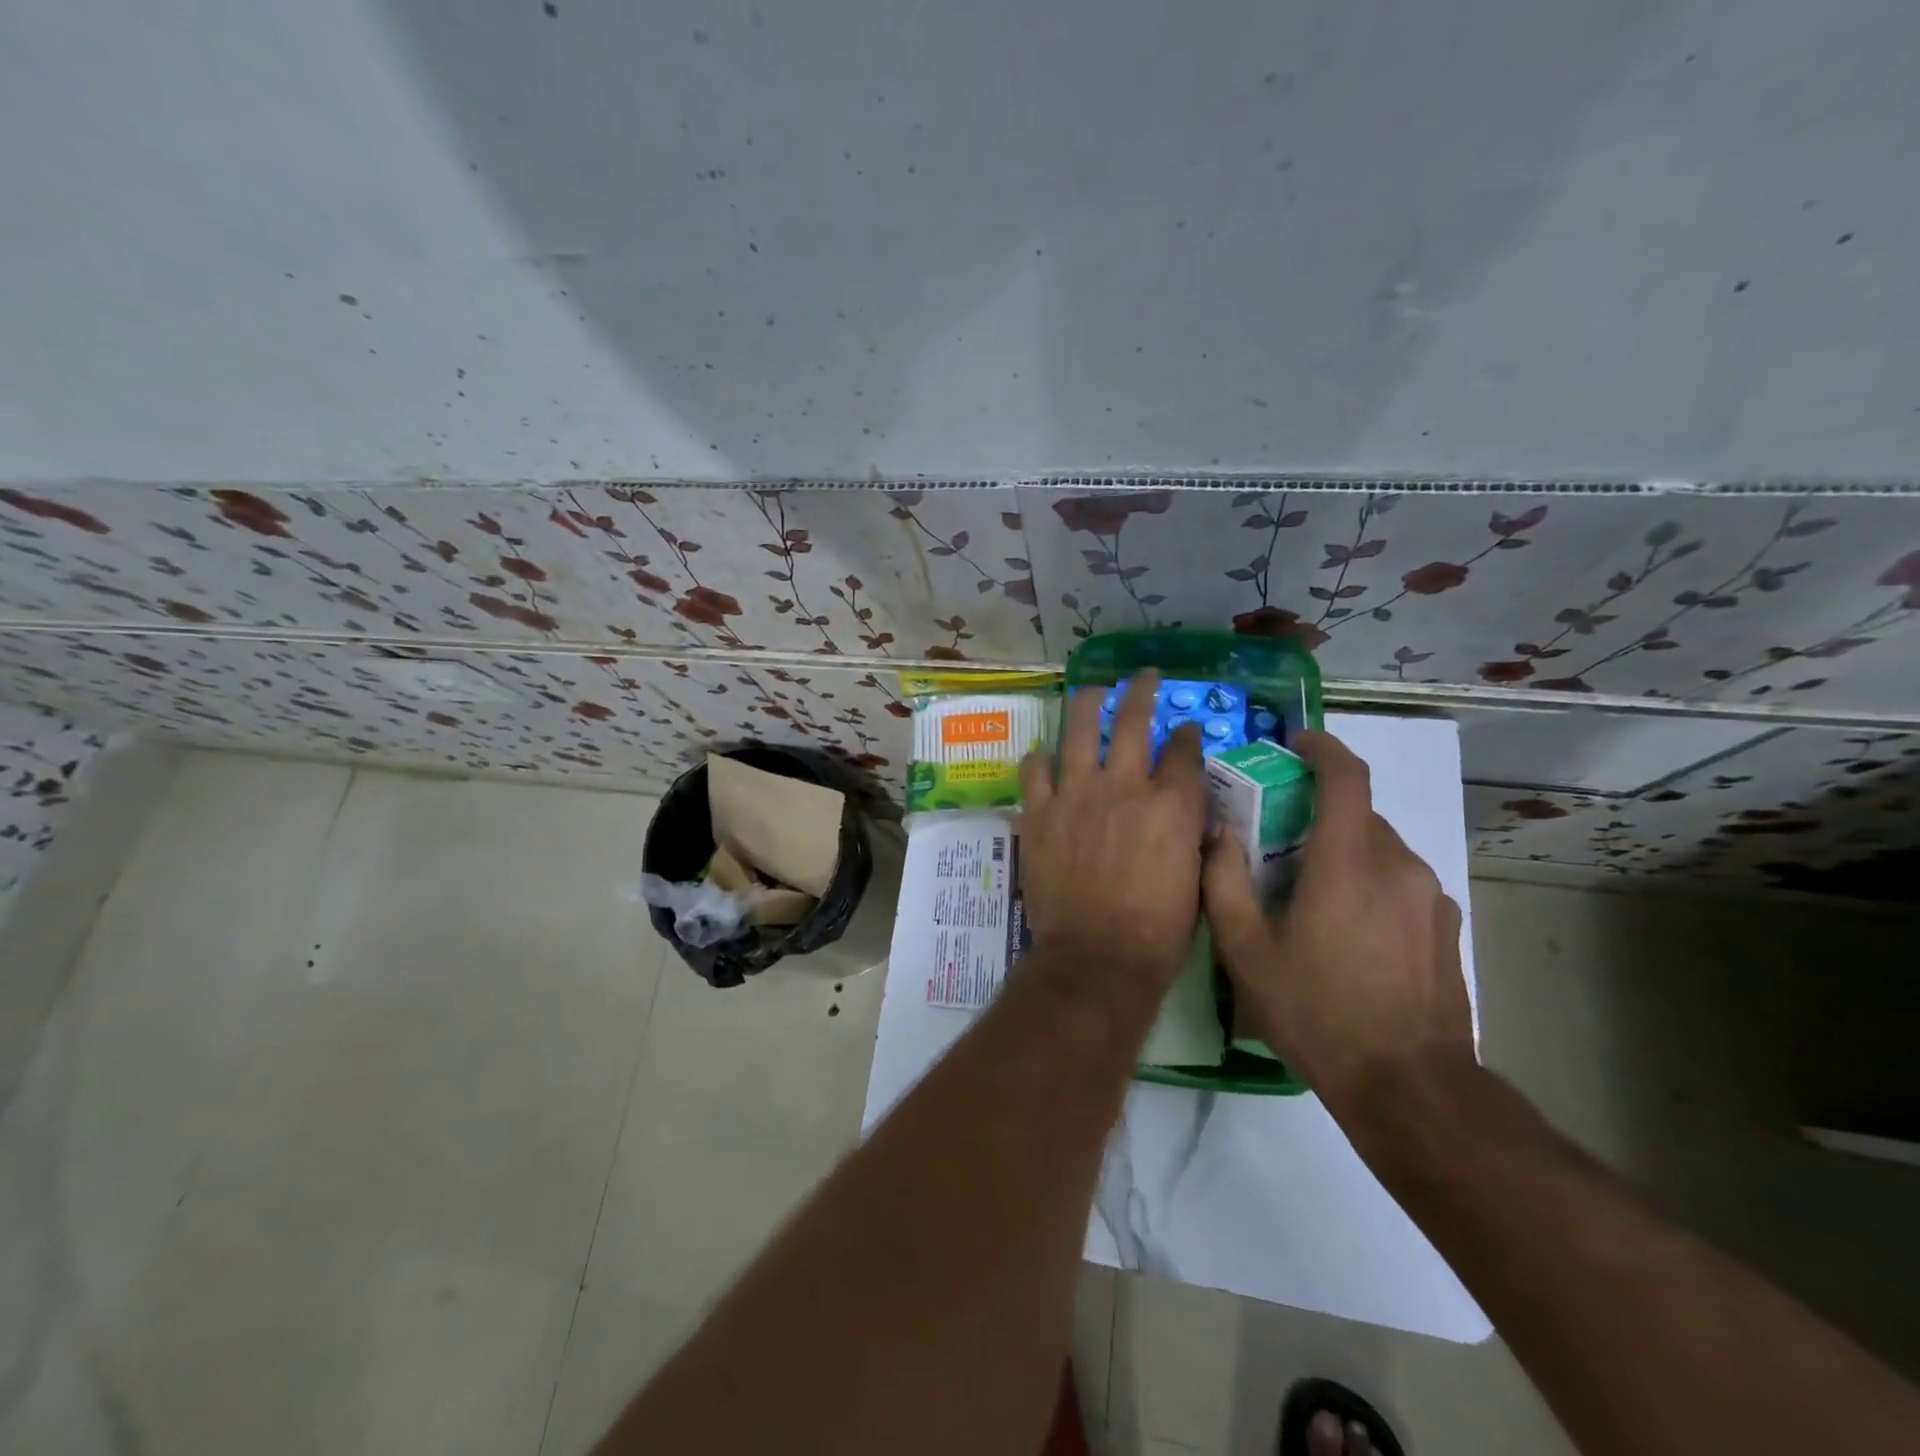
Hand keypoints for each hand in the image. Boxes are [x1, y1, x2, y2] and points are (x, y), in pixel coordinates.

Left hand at [1018, 671, 1207, 998]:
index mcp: (1172, 803)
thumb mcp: (1198, 880)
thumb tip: (1193, 815)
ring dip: (1086, 704)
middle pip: (1132, 720)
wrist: (1098, 957)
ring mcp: (1076, 794)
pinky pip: (1035, 769)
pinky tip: (1044, 756)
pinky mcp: (1039, 812)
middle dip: (1141, 691)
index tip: (1185, 728)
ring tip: (1090, 692)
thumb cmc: (1159, 930)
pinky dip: (1040, 759)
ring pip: (1078, 728)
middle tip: (1143, 677)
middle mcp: (1125, 785)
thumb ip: (1194, 836)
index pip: (1184, 749)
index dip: (1186, 734)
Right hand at [1201, 728, 1472, 1124]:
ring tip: (1310, 893)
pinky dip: (1369, 884)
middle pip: (1357, 813)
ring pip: (1379, 849)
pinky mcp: (1447, 927)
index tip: (1296, 742)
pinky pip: (1400, 883)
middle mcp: (1396, 864)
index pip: (1346, 775)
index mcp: (1347, 861)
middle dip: (1318, 812)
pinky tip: (1348, 931)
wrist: (1409, 1086)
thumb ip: (1224, 882)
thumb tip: (1220, 836)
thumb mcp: (1246, 951)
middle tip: (1279, 840)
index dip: (1322, 747)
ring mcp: (1429, 896)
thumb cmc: (1317, 1011)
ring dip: (1342, 851)